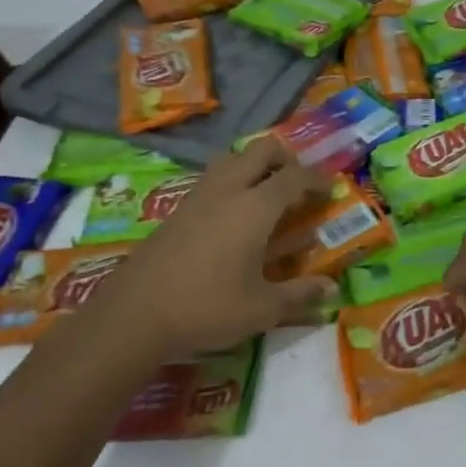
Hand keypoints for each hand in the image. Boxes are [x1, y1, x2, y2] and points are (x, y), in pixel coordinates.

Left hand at [82, 138, 337, 359]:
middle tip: (297, 184)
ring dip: (254, 166)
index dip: (317, 178)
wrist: (133, 315)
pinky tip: (232, 220)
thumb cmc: (207, 308)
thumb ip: (299, 295)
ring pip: (231, 159)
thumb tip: (331, 289)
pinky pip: (211, 180)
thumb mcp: (262, 309)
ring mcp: (197, 197)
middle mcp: (227, 191)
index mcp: (255, 208)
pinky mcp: (175, 211)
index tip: (331, 188)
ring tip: (265, 195)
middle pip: (261, 150)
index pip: (294, 177)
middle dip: (286, 159)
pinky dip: (231, 184)